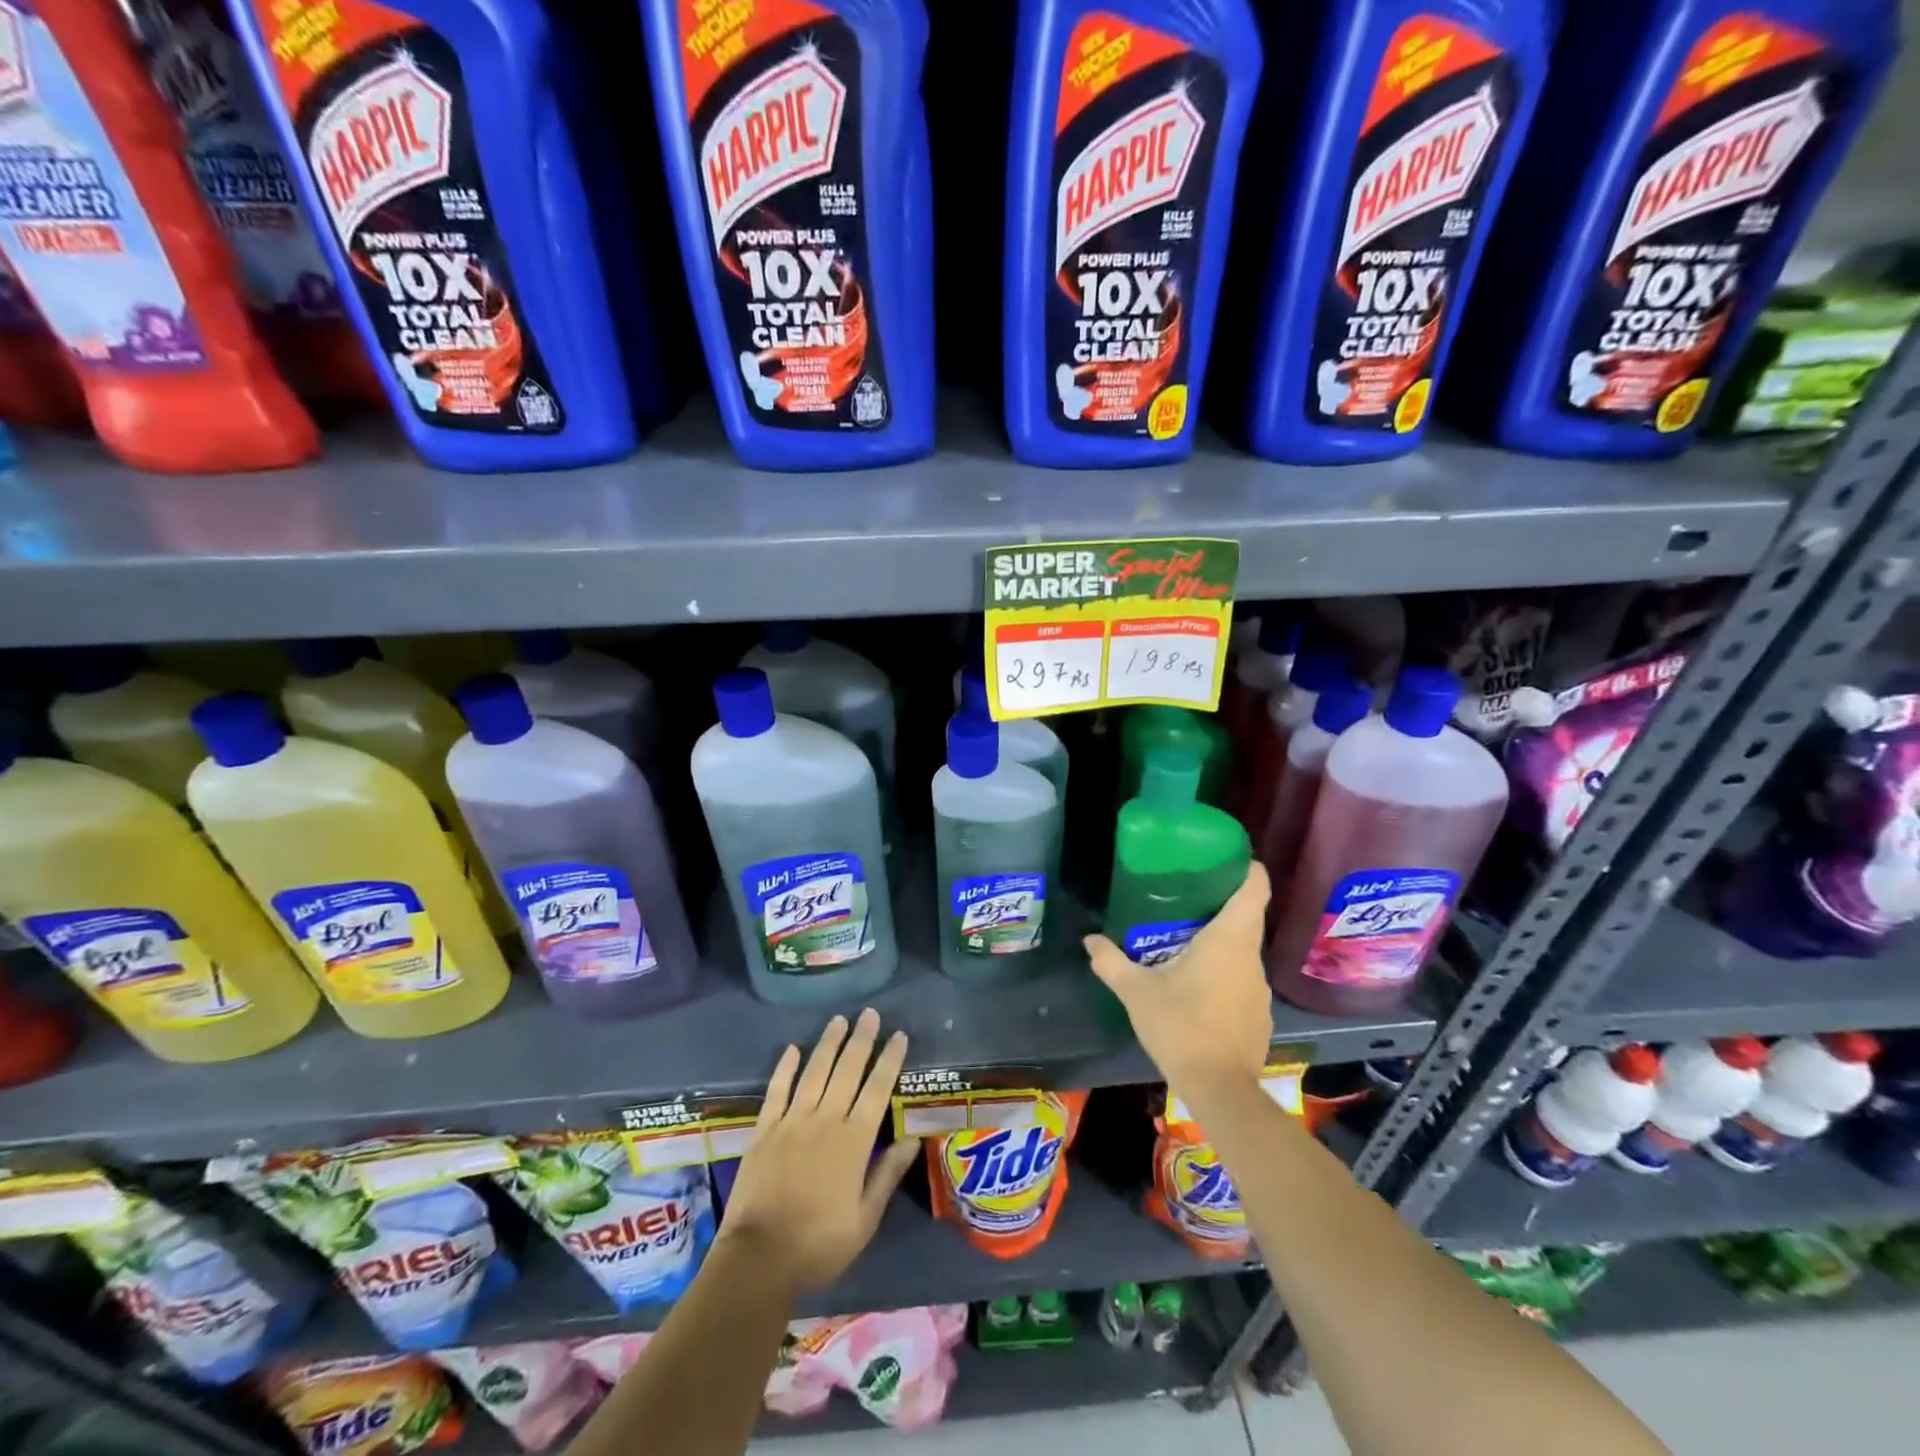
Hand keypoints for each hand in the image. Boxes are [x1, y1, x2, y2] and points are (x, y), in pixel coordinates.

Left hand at [718, 1008, 919, 1293]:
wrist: (759, 1258)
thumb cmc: (819, 1244)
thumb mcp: (865, 1219)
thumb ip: (887, 1175)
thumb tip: (912, 1138)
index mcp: (854, 1141)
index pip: (877, 1090)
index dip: (889, 1061)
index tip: (899, 1035)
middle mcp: (825, 1121)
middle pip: (847, 1071)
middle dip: (861, 1040)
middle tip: (870, 1014)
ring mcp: (792, 1122)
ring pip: (814, 1072)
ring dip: (828, 1044)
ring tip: (839, 1020)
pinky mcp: (764, 1130)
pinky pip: (777, 1090)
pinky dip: (785, 1068)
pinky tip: (792, 1049)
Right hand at [1084, 862, 1273, 1095]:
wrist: (1219, 1089)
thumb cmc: (1180, 1026)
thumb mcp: (1136, 991)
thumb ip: (1111, 962)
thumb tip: (1089, 940)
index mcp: (1229, 939)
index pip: (1254, 888)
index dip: (1246, 868)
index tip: (1225, 859)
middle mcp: (1251, 957)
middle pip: (1246, 917)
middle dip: (1220, 904)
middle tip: (1186, 897)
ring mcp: (1259, 987)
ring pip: (1243, 950)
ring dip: (1220, 942)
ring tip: (1186, 940)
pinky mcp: (1259, 1014)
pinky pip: (1242, 979)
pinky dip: (1224, 973)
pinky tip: (1198, 986)